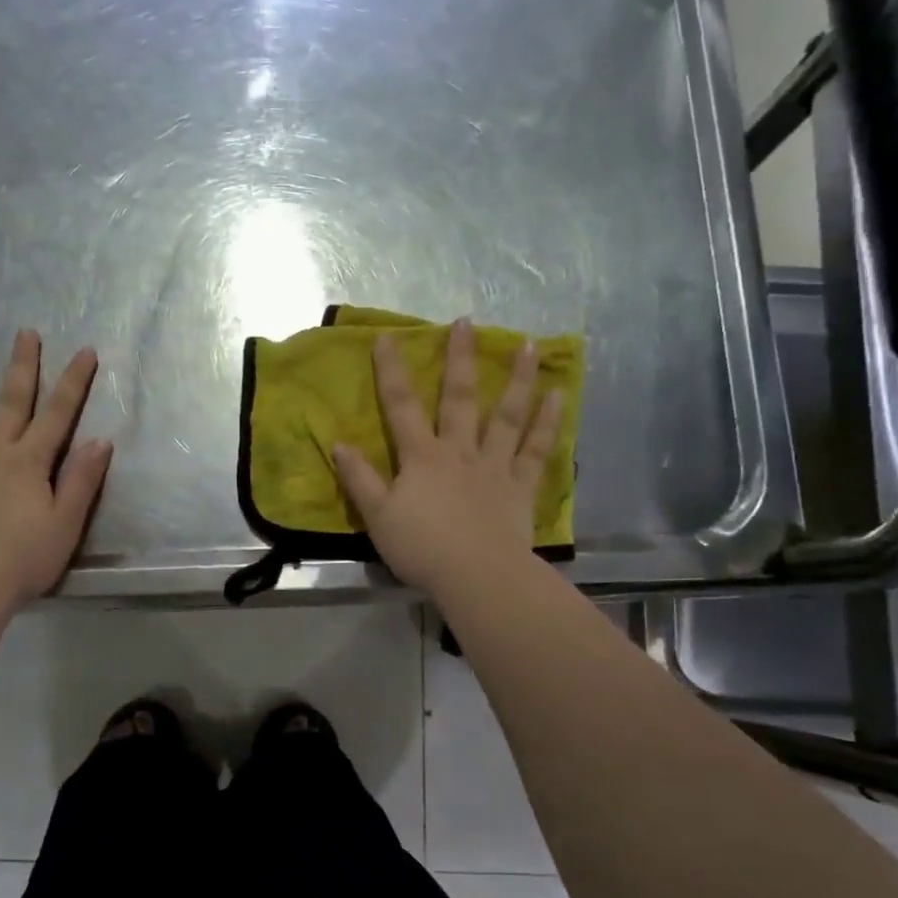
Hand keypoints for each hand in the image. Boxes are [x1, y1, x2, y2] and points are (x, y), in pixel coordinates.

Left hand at [0, 330, 111, 608]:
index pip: (59, 413)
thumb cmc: (25, 559)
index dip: (74, 381)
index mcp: (31, 462)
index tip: (85, 350)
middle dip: (22, 365)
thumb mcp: (67, 523)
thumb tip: (100, 440)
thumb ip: (82, 480)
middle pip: (12, 402)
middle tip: (25, 331)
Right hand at [332, 317, 560, 598]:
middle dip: (460, 358)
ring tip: (529, 345)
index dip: (391, 372)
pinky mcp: (520, 485)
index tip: (387, 338)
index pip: (401, 406)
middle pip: (458, 398)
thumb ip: (360, 479)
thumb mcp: (378, 517)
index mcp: (421, 457)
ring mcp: (494, 465)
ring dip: (517, 379)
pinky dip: (547, 423)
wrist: (476, 576)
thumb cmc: (422, 548)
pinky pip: (536, 449)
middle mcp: (459, 450)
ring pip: (506, 415)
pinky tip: (557, 397)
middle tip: (467, 322)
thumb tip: (339, 444)